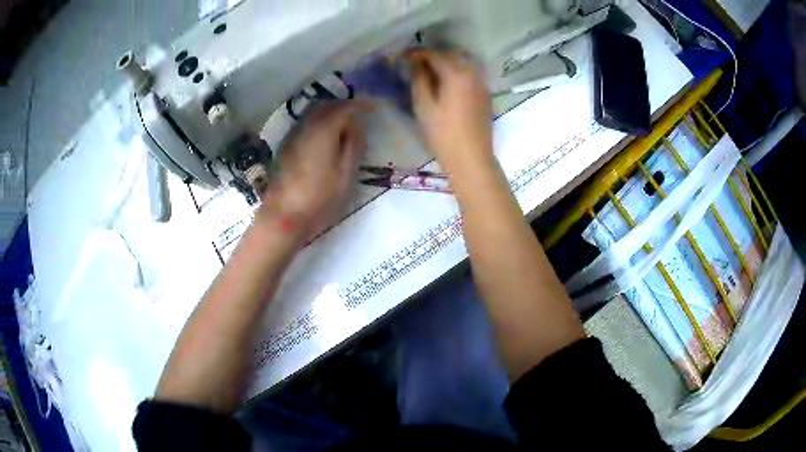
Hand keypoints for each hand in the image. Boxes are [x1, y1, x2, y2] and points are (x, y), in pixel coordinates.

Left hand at [256, 100, 364, 241]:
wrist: (283, 217)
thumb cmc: (319, 199)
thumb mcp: (345, 175)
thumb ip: (353, 146)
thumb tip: (357, 125)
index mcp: (323, 131)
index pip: (344, 108)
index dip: (361, 105)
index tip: (374, 107)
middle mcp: (306, 127)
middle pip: (327, 106)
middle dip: (346, 105)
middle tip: (361, 113)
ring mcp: (294, 137)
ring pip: (315, 114)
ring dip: (332, 113)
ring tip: (347, 124)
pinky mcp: (287, 147)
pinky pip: (308, 124)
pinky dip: (321, 123)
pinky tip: (328, 136)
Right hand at [407, 50, 493, 169]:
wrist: (471, 158)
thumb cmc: (443, 133)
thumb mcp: (424, 106)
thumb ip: (419, 80)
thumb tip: (415, 65)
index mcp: (456, 74)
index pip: (435, 55)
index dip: (417, 54)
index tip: (404, 57)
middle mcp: (472, 74)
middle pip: (452, 56)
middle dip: (434, 57)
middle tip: (417, 66)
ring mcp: (482, 84)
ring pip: (464, 64)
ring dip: (447, 64)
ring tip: (432, 75)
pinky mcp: (485, 96)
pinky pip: (471, 75)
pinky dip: (458, 74)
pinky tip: (448, 86)